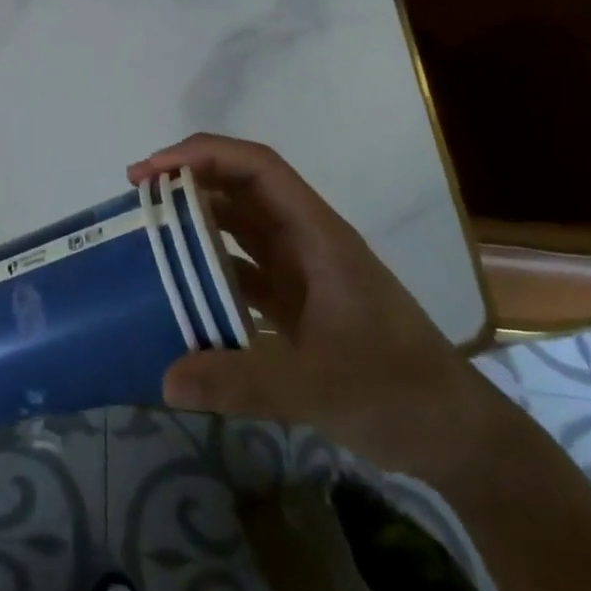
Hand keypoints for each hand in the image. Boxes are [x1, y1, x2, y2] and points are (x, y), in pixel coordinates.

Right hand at [128, 134, 504, 483]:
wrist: (456, 436)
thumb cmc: (399, 392)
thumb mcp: (319, 388)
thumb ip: (242, 381)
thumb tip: (165, 378)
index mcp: (317, 236)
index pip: (257, 167)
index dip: (203, 154)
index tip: (152, 170)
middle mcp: (306, 242)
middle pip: (241, 188)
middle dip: (188, 181)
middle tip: (134, 198)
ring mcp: (303, 272)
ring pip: (240, 227)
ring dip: (196, 221)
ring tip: (147, 233)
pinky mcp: (298, 304)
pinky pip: (243, 270)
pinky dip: (210, 269)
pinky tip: (179, 289)